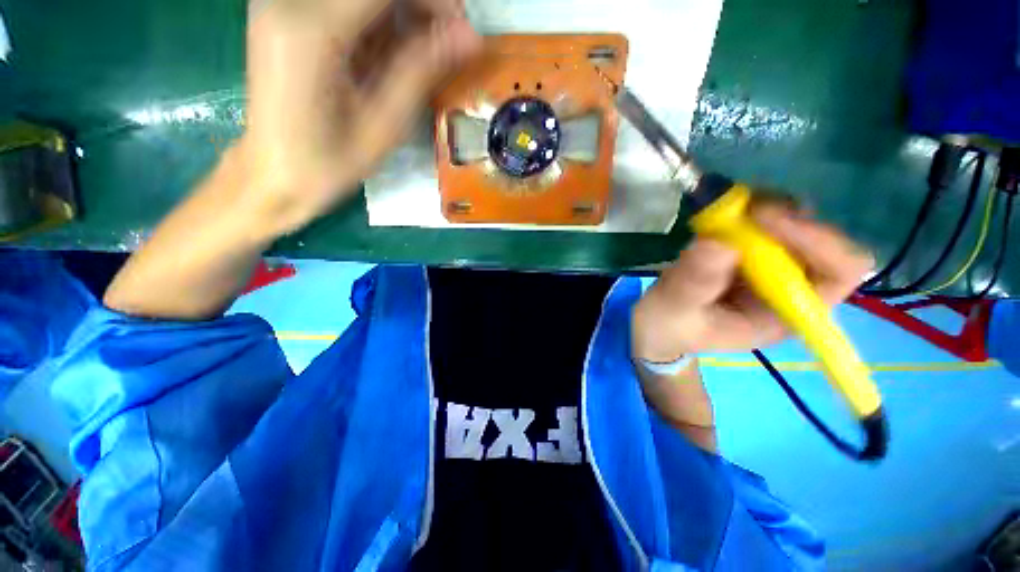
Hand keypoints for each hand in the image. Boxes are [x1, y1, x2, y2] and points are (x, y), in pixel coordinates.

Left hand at [241, 0, 480, 233]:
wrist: (273, 174)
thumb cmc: (329, 163)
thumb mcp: (383, 126)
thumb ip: (420, 72)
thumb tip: (468, 36)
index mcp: (311, 30)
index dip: (432, 0)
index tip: (460, 28)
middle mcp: (291, 1)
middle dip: (419, 7)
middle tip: (446, 43)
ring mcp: (284, 3)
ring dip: (401, 18)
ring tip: (420, 59)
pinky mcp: (288, 14)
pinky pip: (346, 6)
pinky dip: (379, 24)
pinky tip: (388, 57)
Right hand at [631, 203, 873, 361]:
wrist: (655, 326)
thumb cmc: (668, 328)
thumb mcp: (674, 312)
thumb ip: (693, 285)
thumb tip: (720, 244)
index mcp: (785, 314)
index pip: (839, 273)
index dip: (817, 241)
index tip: (767, 222)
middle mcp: (790, 288)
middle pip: (824, 240)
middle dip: (789, 220)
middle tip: (745, 211)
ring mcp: (770, 268)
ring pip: (797, 225)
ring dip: (768, 211)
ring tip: (728, 212)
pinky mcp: (748, 255)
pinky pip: (766, 221)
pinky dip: (748, 209)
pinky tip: (722, 214)